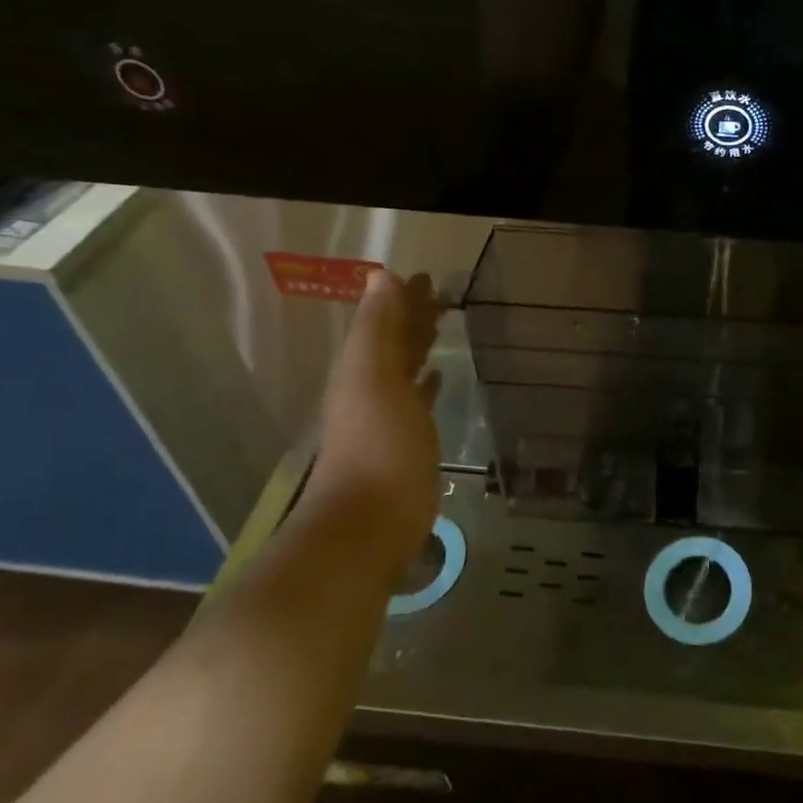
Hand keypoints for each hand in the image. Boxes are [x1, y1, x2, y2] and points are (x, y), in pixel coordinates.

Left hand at [305, 270, 445, 574]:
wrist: (368, 527)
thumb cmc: (377, 446)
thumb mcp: (373, 378)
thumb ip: (377, 329)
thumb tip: (381, 276)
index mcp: (361, 370)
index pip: (385, 323)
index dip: (403, 298)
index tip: (428, 276)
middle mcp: (370, 389)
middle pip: (393, 344)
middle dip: (412, 317)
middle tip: (441, 294)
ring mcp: (387, 419)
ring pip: (405, 370)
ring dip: (419, 347)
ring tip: (441, 326)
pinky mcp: (405, 445)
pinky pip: (416, 401)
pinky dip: (425, 384)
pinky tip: (438, 378)